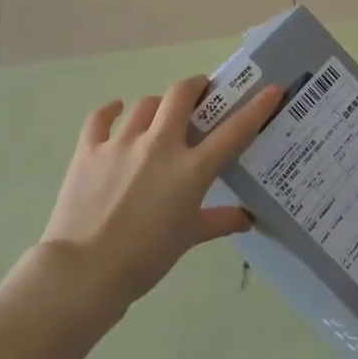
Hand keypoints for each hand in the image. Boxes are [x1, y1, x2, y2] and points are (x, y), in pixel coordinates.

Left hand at [38, 76, 283, 304]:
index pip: (234, 130)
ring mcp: (121, 144)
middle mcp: (160, 146)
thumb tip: (247, 218)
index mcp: (191, 169)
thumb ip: (220, 221)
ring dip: (158, 105)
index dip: (257, 107)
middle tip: (202, 93)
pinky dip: (111, 111)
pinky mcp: (89, 151)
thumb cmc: (146, 257)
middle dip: (196, 87)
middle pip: (181, 95)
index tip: (273, 89)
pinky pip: (101, 118)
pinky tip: (117, 111)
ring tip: (160, 116)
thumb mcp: (188, 238)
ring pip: (145, 104)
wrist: (84, 271)